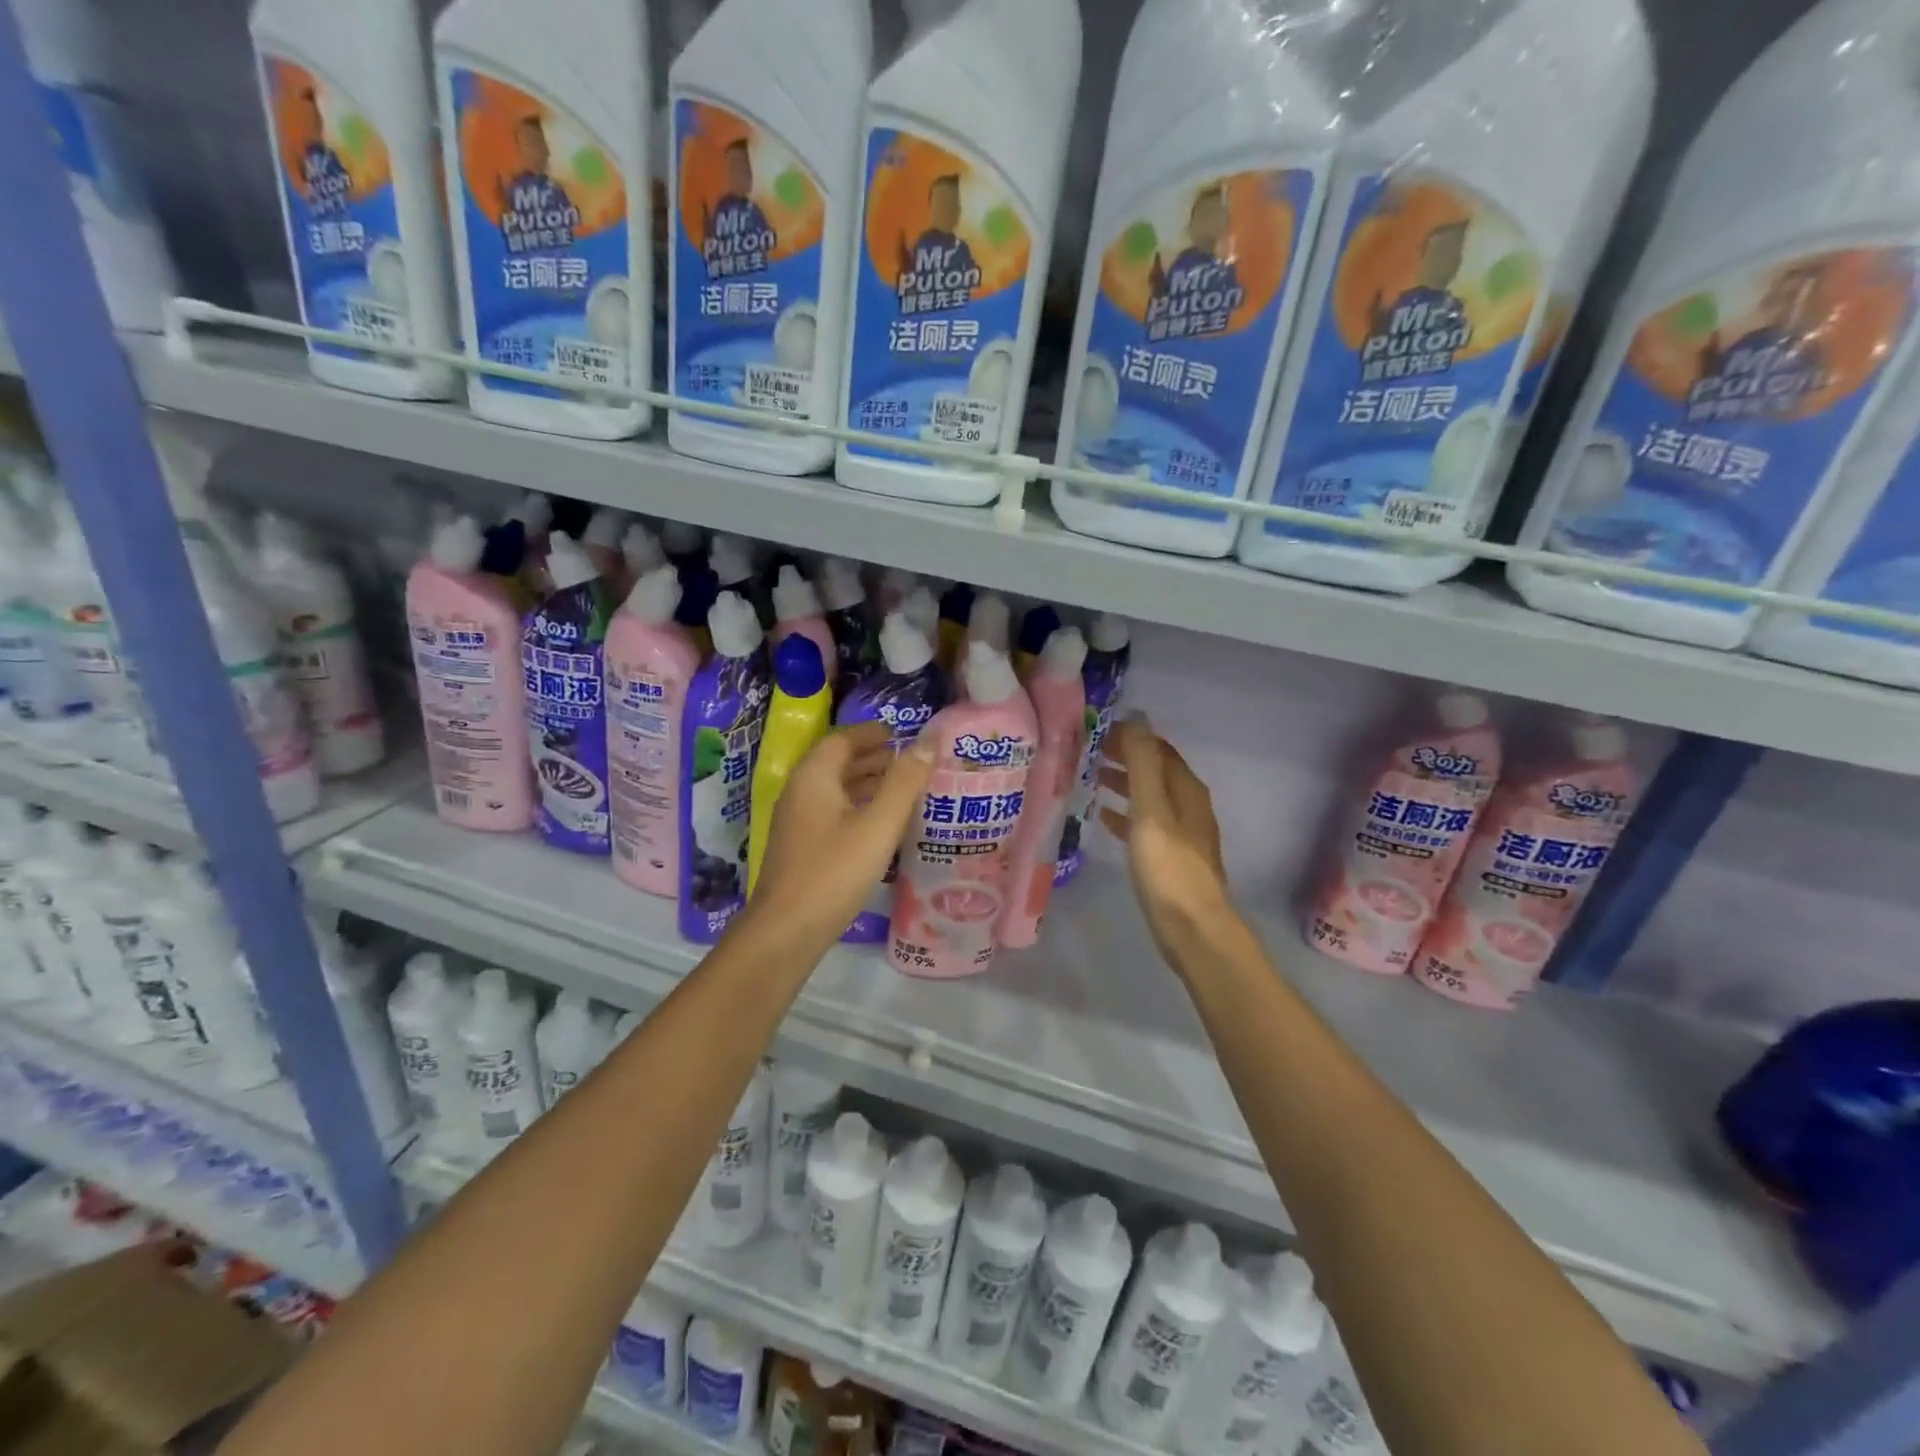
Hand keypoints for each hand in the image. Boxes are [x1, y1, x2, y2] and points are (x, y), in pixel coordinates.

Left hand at [748, 722, 935, 942]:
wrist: (787, 930)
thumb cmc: (834, 872)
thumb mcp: (878, 825)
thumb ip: (904, 783)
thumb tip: (927, 742)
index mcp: (814, 777)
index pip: (842, 739)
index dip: (871, 734)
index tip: (901, 735)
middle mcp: (800, 792)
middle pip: (837, 762)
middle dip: (872, 758)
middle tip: (910, 762)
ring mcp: (797, 821)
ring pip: (834, 789)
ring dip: (866, 783)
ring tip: (903, 790)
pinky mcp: (801, 846)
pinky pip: (832, 812)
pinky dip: (857, 807)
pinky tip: (880, 826)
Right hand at [1102, 715, 1235, 965]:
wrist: (1192, 927)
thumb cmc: (1168, 866)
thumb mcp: (1151, 809)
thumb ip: (1142, 763)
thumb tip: (1137, 716)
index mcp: (1186, 789)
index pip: (1158, 749)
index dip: (1130, 737)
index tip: (1096, 731)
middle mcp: (1188, 805)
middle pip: (1154, 771)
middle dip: (1124, 758)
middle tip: (1087, 752)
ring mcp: (1181, 832)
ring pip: (1148, 796)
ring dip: (1123, 783)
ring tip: (1090, 777)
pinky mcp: (1171, 857)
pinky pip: (1145, 823)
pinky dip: (1125, 814)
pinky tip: (1103, 817)